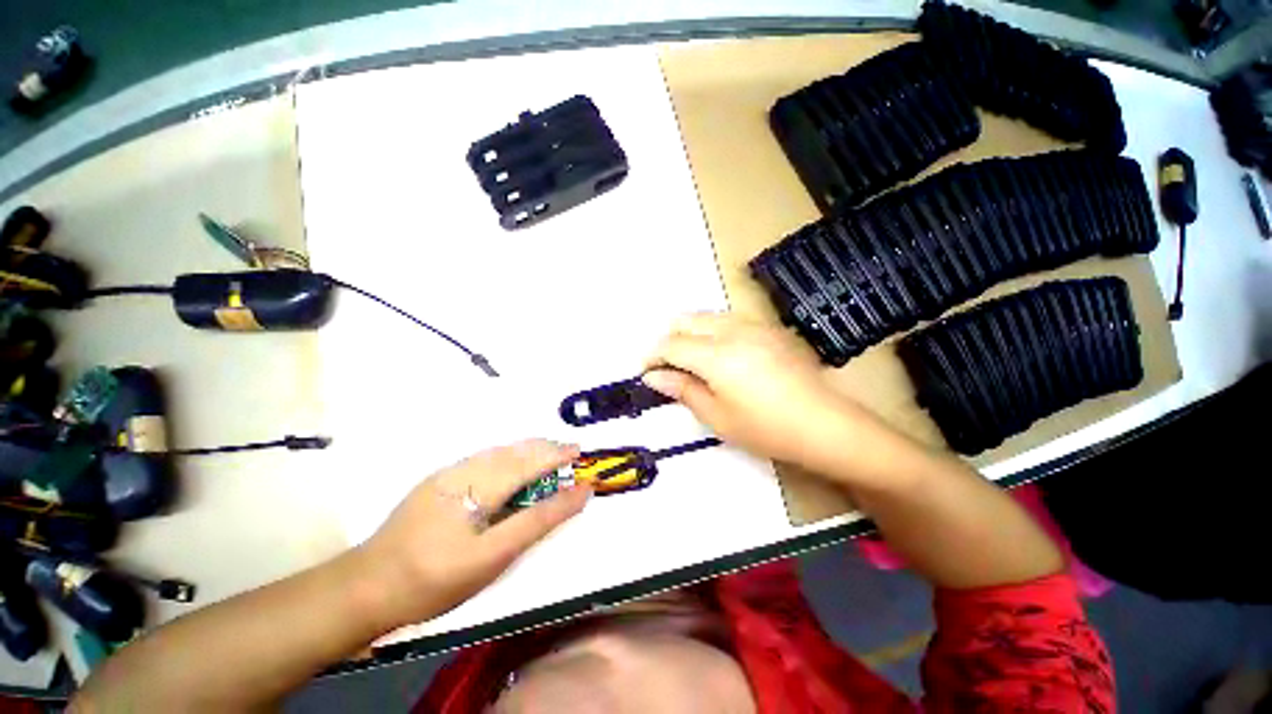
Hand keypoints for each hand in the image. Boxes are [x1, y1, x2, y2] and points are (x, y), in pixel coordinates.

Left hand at [357, 440, 591, 627]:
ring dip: (528, 449)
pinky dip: (508, 456)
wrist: (366, 588)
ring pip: (499, 451)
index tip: (580, 452)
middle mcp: (464, 469)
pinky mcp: (438, 482)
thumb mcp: (493, 556)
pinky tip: (513, 464)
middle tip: (569, 451)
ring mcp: (448, 474)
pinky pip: (484, 458)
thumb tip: (577, 493)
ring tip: (549, 452)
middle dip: (545, 447)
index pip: (529, 463)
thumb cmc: (434, 580)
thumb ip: (538, 520)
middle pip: (515, 450)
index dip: (556, 456)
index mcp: (478, 485)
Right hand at [642, 313, 890, 475]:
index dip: (653, 356)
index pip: (672, 344)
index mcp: (716, 355)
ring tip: (689, 358)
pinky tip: (720, 354)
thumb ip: (683, 389)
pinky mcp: (769, 329)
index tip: (645, 371)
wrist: (825, 424)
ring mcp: (754, 325)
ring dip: (690, 332)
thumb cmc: (766, 428)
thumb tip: (653, 376)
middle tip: (666, 364)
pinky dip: (712, 331)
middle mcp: (732, 330)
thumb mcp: (717, 416)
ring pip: (708, 316)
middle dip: (668, 338)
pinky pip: (729, 320)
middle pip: (687, 320)